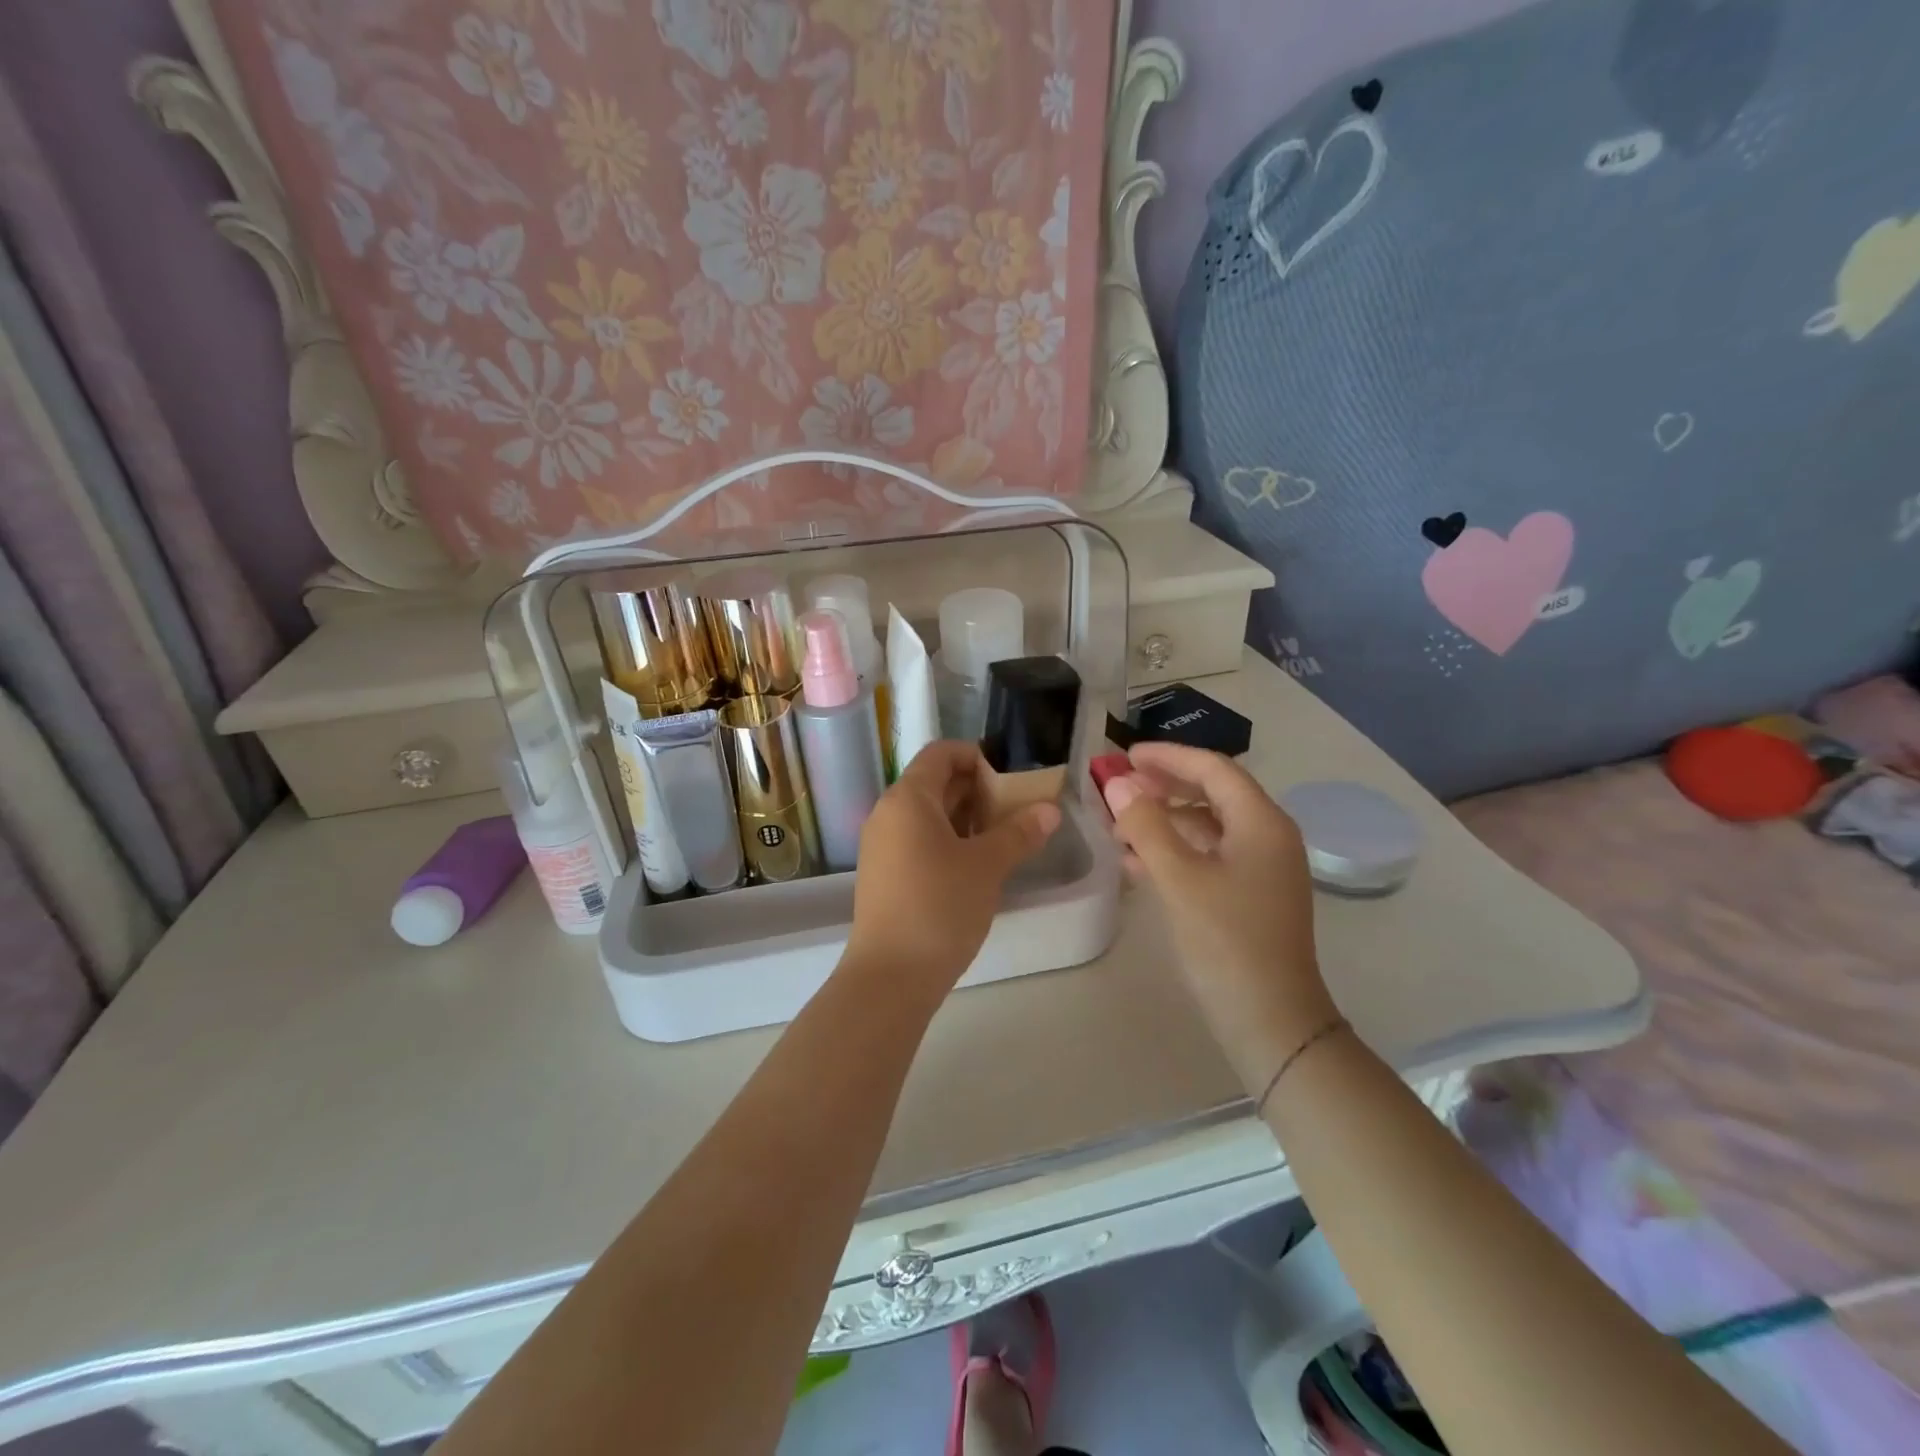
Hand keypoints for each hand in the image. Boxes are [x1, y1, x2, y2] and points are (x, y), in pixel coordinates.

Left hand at [846, 741, 1060, 993]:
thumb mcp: (987, 866)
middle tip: (1015, 811)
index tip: (1009, 780)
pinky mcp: (884, 874)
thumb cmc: (940, 907)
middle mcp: (888, 813)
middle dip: (976, 790)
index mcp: (908, 798)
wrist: (891, 976)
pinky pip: (917, 840)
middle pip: (934, 782)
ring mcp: (882, 845)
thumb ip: (1019, 833)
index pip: (941, 753)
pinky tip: (975, 865)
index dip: (976, 756)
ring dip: (965, 818)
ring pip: (927, 815)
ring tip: (1002, 838)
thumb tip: (1049, 810)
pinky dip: (947, 841)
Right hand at [1102, 743, 1338, 1090]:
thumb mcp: (1179, 879)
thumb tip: (1118, 783)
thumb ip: (1147, 825)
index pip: (1213, 768)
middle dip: (1163, 787)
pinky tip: (1137, 864)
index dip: (1168, 757)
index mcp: (1261, 822)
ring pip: (1207, 826)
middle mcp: (1268, 836)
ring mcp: (1261, 868)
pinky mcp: (1250, 896)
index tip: (1125, 756)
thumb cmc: (1227, 942)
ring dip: (1164, 821)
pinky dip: (1174, 851)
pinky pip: (1209, 856)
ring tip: (1118, 828)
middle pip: (1212, 793)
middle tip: (1118, 787)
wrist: (1271, 1021)